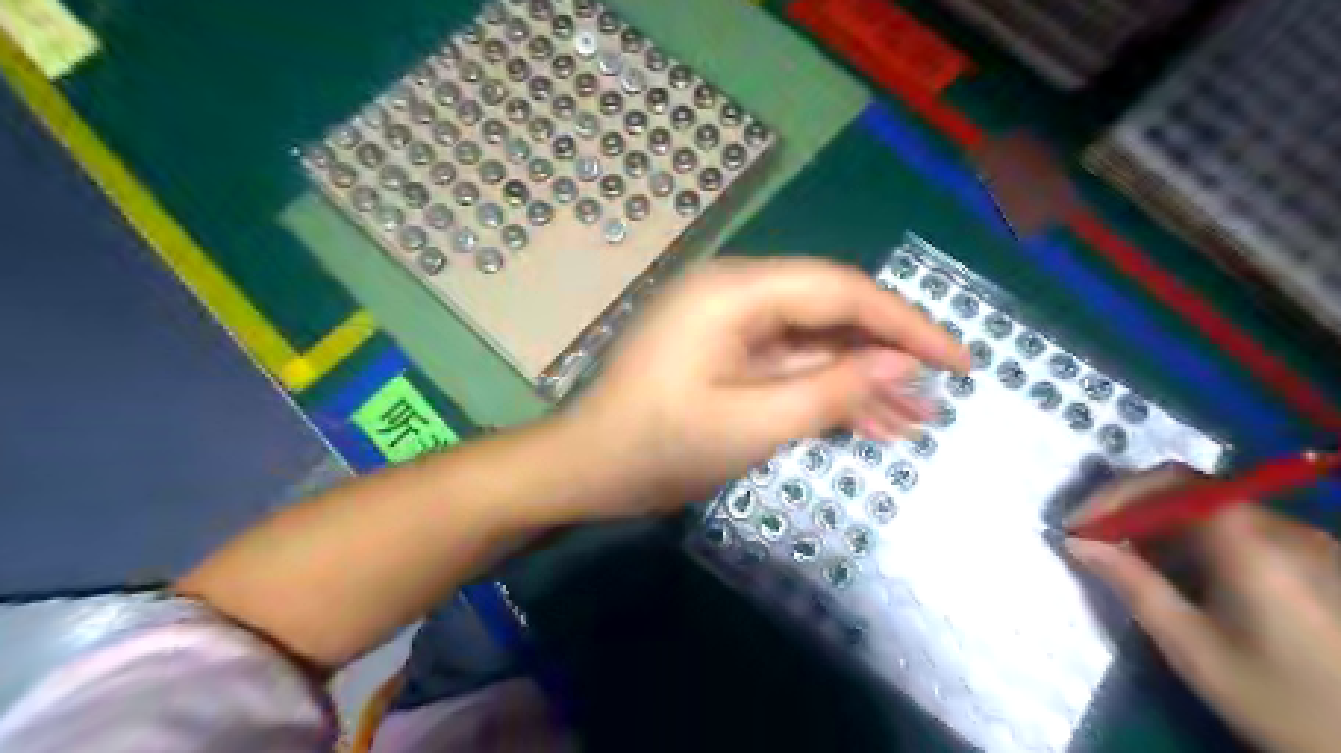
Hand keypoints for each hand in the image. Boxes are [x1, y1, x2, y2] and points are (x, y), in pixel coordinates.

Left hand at [563, 257, 968, 511]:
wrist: (587, 468)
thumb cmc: (659, 447)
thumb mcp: (754, 424)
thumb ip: (832, 389)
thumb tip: (901, 362)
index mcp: (736, 292)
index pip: (842, 290)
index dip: (906, 324)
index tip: (959, 359)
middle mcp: (735, 292)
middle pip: (831, 311)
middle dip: (886, 356)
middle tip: (939, 396)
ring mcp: (729, 324)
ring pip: (813, 342)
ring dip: (860, 379)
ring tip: (914, 420)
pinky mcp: (725, 353)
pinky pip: (787, 363)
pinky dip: (824, 390)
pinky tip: (866, 422)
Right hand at [1071, 468, 1340, 752]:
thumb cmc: (1282, 699)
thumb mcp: (1192, 647)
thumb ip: (1132, 584)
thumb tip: (1076, 542)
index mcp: (1250, 541)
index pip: (1167, 483)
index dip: (1113, 496)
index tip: (1075, 527)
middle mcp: (1283, 527)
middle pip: (1189, 491)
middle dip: (1131, 508)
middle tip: (1091, 537)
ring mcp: (1309, 542)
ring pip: (1212, 509)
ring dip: (1159, 524)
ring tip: (1125, 556)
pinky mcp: (1321, 562)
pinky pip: (1240, 529)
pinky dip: (1194, 539)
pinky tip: (1179, 571)